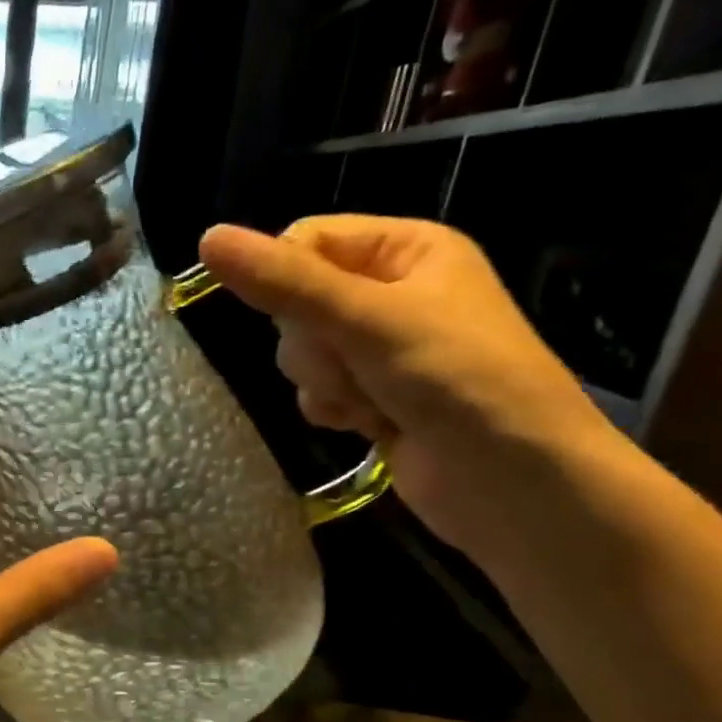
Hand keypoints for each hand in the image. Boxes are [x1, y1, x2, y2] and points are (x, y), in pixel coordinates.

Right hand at [198, 214, 617, 559]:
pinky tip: (364, 425)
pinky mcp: (374, 396)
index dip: (286, 277)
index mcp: (407, 250)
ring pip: (302, 350)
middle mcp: (393, 293)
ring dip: (325, 381)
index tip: (294, 314)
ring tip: (369, 401)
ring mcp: (382, 349)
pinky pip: (317, 389)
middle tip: (352, 364)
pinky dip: (332, 408)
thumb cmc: (456, 380)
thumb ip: (284, 283)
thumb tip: (207, 238)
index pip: (308, 240)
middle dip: (313, 343)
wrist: (513, 483)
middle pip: (297, 301)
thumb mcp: (366, 320)